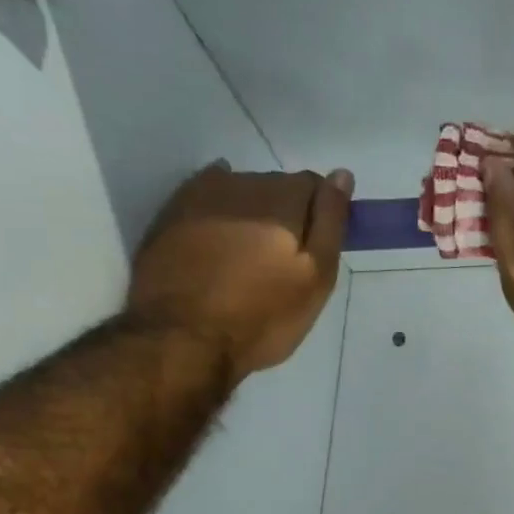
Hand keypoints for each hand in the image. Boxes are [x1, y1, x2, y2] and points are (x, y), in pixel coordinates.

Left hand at [126, 162, 351, 376]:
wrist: (183, 339)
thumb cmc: (262, 317)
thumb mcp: (314, 278)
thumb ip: (330, 222)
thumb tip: (342, 174)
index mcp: (284, 199)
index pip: (315, 185)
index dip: (322, 213)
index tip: (319, 248)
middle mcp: (242, 184)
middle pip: (276, 185)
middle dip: (287, 212)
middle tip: (284, 260)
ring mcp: (200, 196)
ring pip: (240, 190)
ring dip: (252, 211)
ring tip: (250, 255)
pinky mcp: (170, 215)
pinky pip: (204, 196)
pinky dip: (217, 207)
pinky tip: (220, 227)